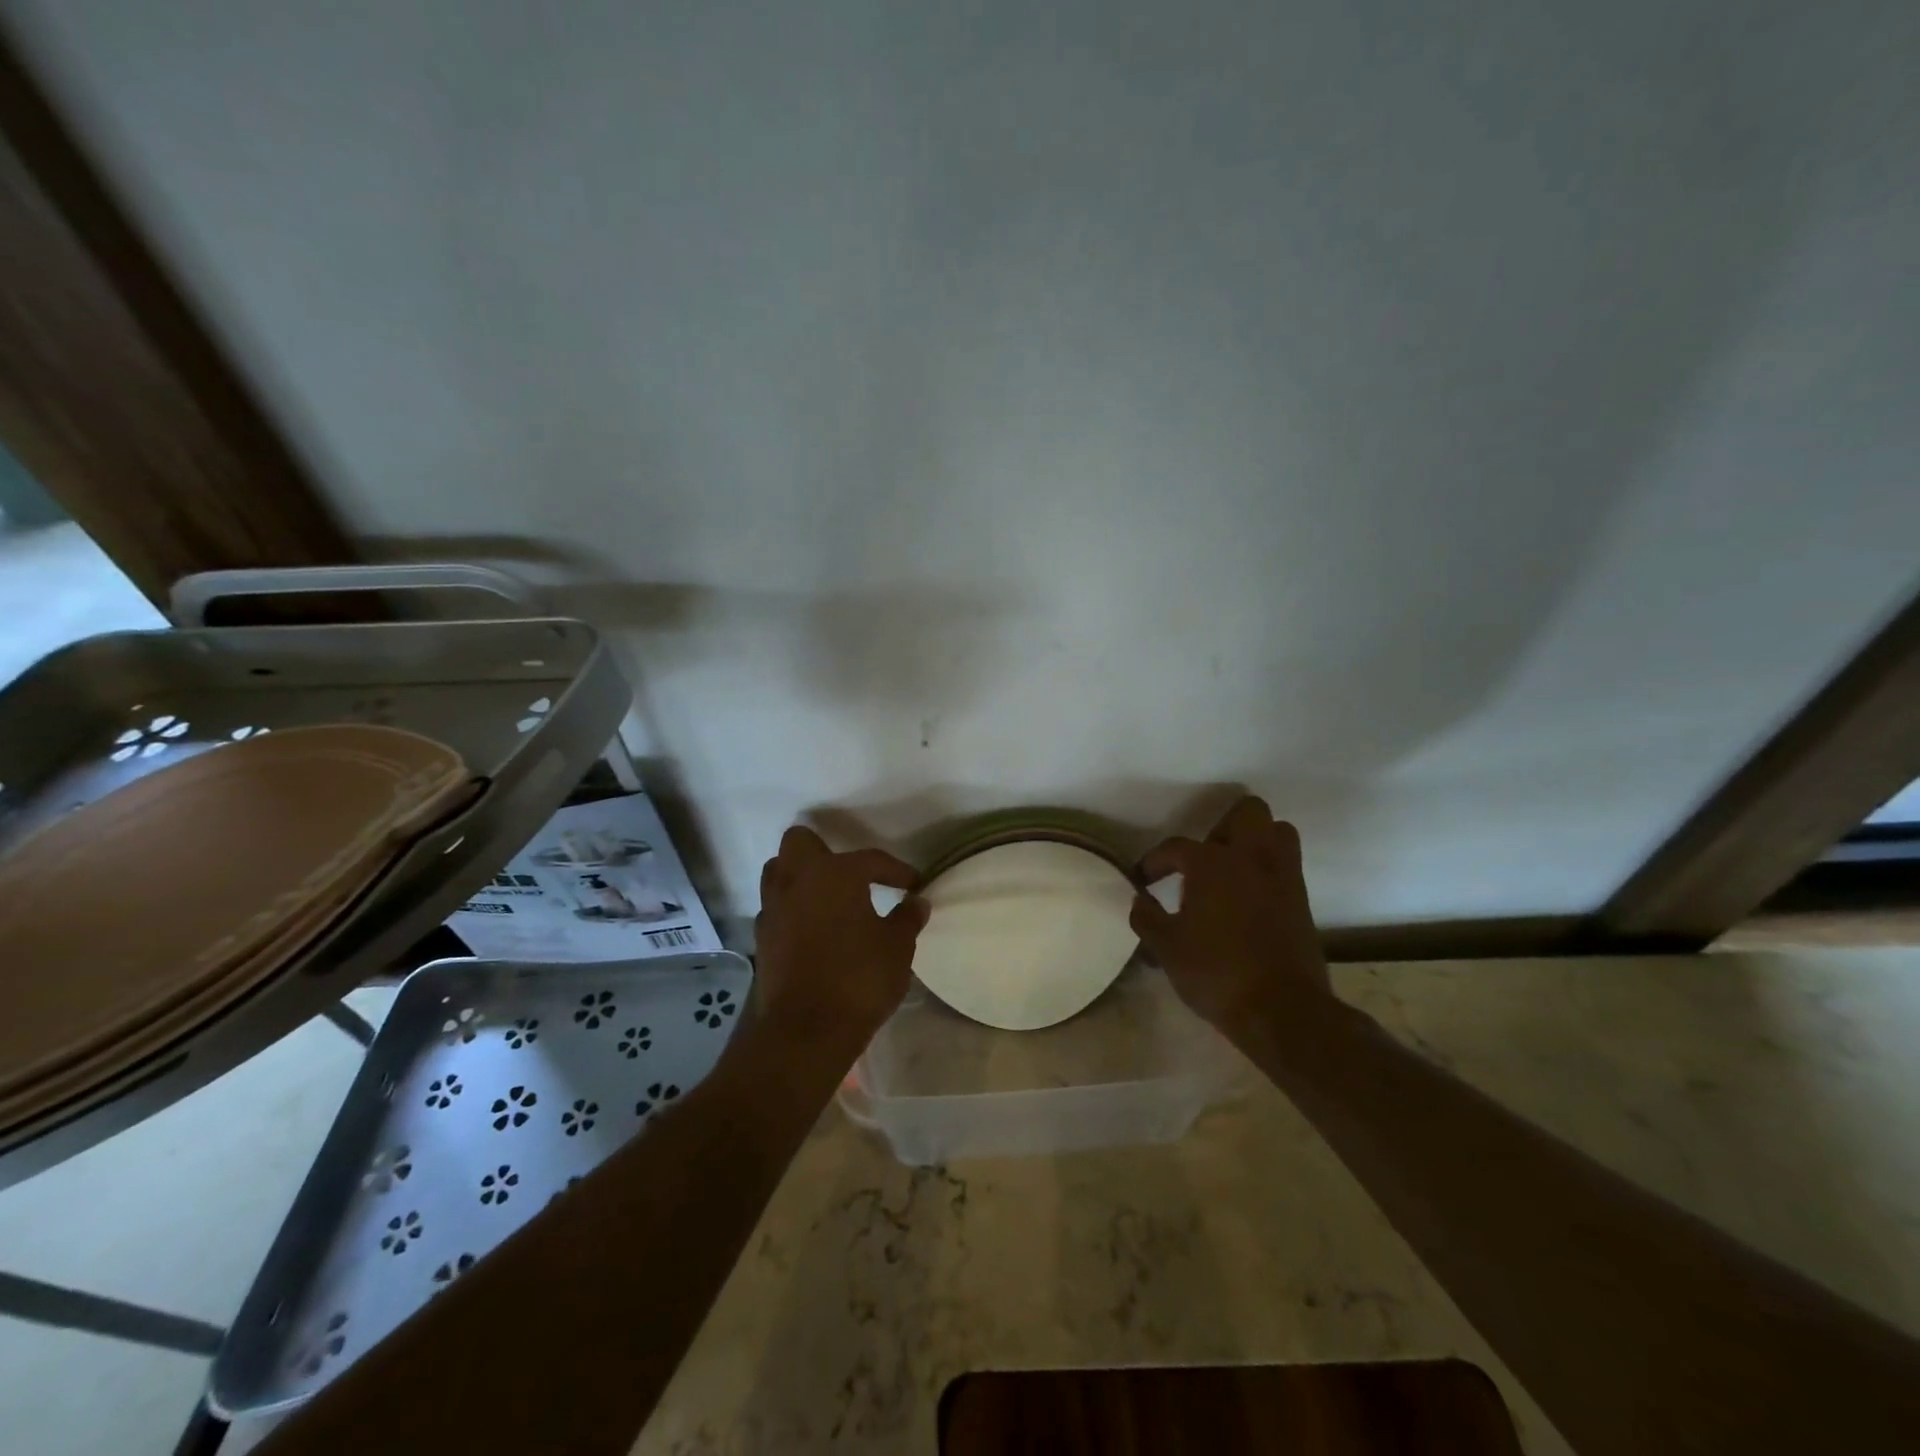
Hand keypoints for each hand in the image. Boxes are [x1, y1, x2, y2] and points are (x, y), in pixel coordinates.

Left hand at [752, 826, 927, 1051]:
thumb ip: (907, 918)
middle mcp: (798, 880)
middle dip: (823, 851)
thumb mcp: (897, 947)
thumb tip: (917, 902)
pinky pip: (776, 908)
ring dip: (800, 878)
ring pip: (778, 872)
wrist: (807, 1031)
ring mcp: (774, 908)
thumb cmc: (859, 979)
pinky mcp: (762, 938)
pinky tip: (812, 931)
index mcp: (835, 873)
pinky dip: (792, 911)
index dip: (896, 870)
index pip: (871, 859)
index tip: (913, 884)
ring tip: (828, 899)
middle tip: (850, 876)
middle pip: (800, 843)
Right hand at [1130, 796, 1332, 1039]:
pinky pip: (1286, 865)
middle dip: (1221, 828)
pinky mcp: (1302, 900)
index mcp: (1212, 863)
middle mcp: (1251, 858)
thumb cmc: (1217, 973)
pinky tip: (1248, 899)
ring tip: (1230, 872)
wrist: (1283, 1010)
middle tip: (1202, 861)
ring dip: (1254, 842)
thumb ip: (1147, 918)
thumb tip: (1139, 901)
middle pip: (1247, 812)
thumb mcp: (1167, 948)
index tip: (1144, 880)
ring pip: (1277, 832)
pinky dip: (1267, 870)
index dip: (1155, 861)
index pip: (1176, 847)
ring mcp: (1283, 876)